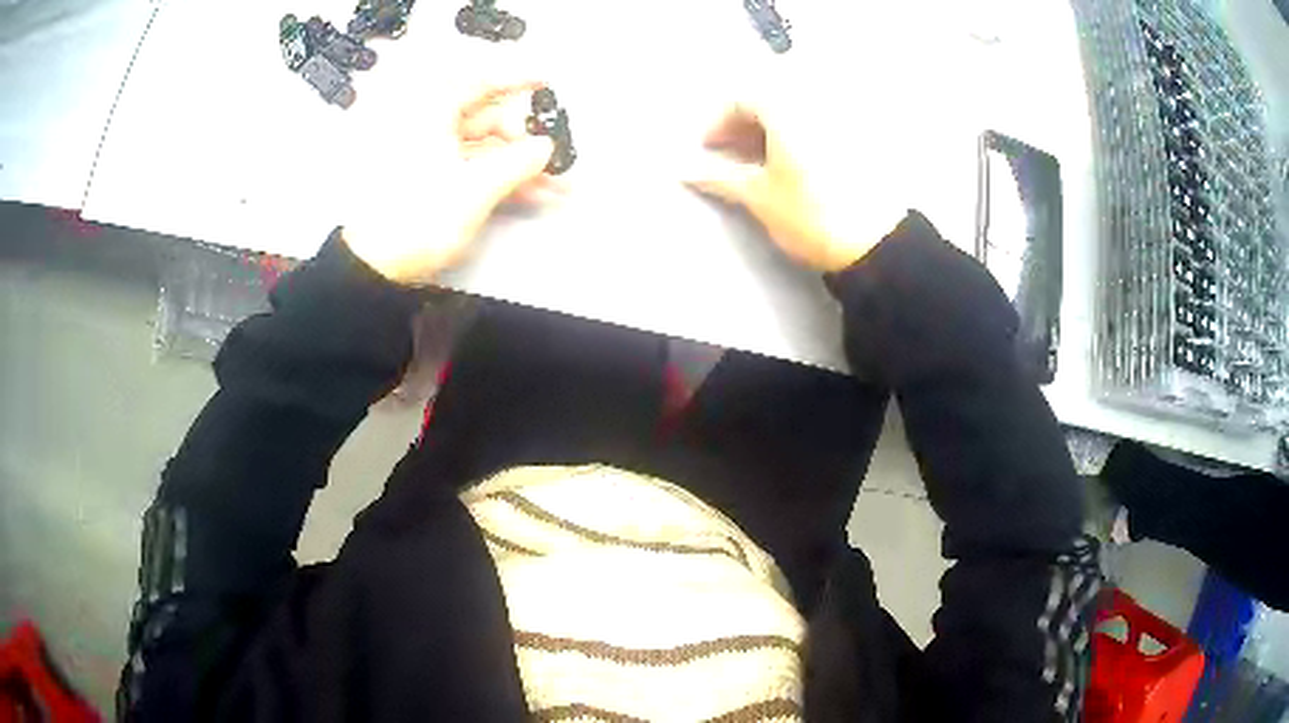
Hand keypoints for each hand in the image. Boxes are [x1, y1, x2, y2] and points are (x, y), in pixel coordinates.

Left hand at [340, 70, 557, 283]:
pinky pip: (476, 171)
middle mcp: (432, 130)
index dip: (517, 80)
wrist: (375, 267)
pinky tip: (537, 196)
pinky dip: (504, 181)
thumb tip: (545, 147)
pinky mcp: (434, 184)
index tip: (546, 82)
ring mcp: (432, 158)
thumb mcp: (475, 188)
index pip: (481, 84)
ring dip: (522, 167)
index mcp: (433, 115)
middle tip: (555, 155)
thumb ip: (518, 162)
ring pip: (487, 151)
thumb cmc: (418, 218)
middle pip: (488, 121)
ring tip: (560, 185)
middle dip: (526, 139)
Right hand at [683, 97, 913, 272]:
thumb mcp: (759, 197)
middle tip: (732, 155)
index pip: (741, 98)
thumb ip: (719, 177)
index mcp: (788, 106)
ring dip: (772, 129)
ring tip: (761, 163)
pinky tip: (795, 164)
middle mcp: (817, 100)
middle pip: (771, 98)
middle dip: (745, 124)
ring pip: (797, 111)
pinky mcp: (864, 138)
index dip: (717, 122)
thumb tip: (683, 170)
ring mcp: (845, 117)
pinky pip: (821, 124)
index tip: (707, 150)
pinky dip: (799, 136)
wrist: (878, 245)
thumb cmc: (812, 215)